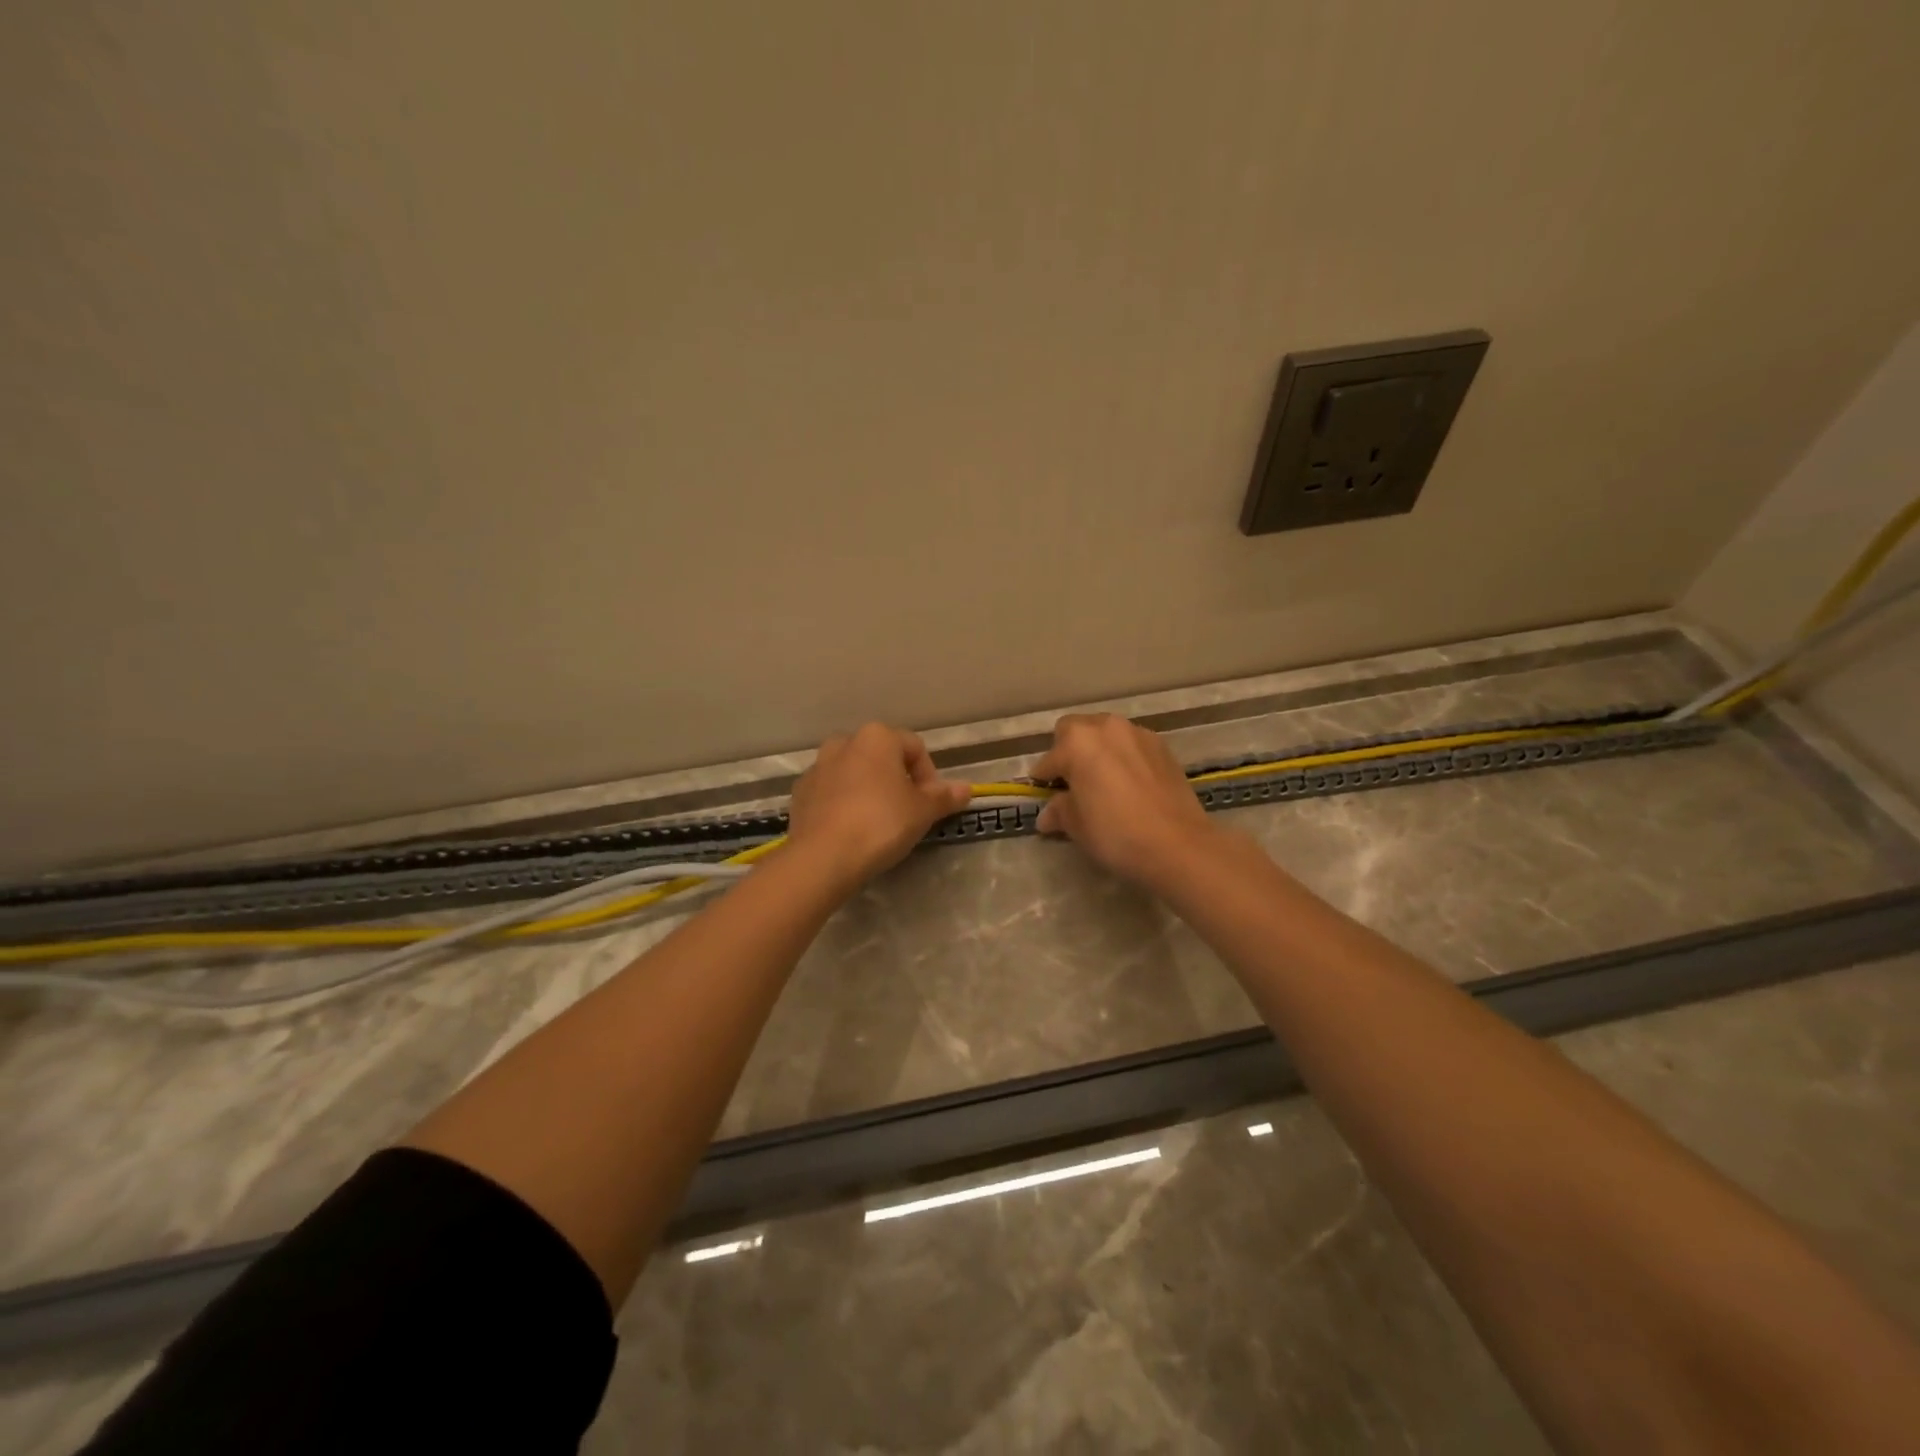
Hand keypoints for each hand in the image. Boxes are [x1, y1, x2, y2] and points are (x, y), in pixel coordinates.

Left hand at [786, 723, 970, 892]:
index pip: (915, 748)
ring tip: (877, 822)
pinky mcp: (800, 793)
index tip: (930, 804)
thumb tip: (966, 788)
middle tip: (906, 812)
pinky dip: (843, 803)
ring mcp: (817, 767)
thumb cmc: (881, 824)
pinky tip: (850, 830)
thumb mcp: (922, 812)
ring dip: (868, 789)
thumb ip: (944, 797)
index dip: (929, 776)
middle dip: (896, 779)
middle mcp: (844, 742)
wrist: (823, 857)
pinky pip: (831, 792)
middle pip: (881, 757)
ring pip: (853, 772)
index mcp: (877, 737)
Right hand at [1031, 714, 1219, 888]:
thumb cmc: (1115, 832)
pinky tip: (1128, 785)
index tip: (1044, 797)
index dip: (1043, 780)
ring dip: (1098, 752)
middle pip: (1076, 731)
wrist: (1178, 845)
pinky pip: (1132, 746)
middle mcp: (1107, 727)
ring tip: (1102, 783)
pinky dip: (1124, 758)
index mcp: (1077, 741)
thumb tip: (1047, 815)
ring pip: (1107, 735)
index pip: (1049, 759)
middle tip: (1072, 783)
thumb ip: (1059, 811)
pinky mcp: (1163, 747)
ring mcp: (1138, 734)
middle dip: (1069, 752)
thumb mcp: (1076, 826)